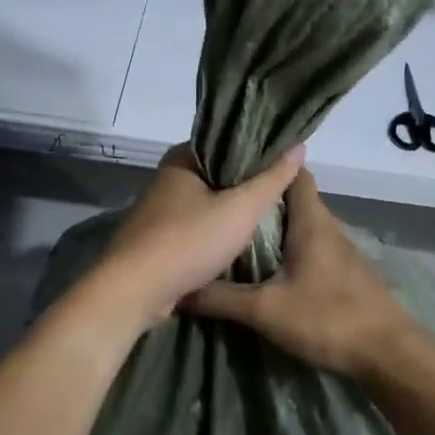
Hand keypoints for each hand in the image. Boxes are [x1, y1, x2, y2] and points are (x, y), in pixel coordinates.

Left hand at [92, 143, 306, 329]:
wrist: (135, 291)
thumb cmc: (189, 241)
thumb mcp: (241, 208)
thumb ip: (271, 179)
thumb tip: (299, 146)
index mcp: (181, 160)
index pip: (225, 143)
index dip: (256, 151)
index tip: (284, 163)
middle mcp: (166, 180)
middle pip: (216, 174)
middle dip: (245, 184)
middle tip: (281, 192)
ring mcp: (158, 212)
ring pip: (205, 204)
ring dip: (230, 212)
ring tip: (266, 217)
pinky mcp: (156, 241)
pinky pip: (194, 230)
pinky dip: (214, 234)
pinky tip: (238, 243)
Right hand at [183, 168, 415, 379]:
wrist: (387, 353)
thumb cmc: (327, 318)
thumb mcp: (265, 310)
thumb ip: (221, 298)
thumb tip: (178, 289)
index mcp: (310, 220)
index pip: (292, 172)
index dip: (267, 163)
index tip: (232, 165)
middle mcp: (326, 226)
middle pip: (292, 197)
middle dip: (260, 197)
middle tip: (221, 200)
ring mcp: (337, 249)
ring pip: (300, 223)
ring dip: (272, 223)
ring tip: (233, 228)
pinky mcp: (341, 271)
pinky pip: (308, 245)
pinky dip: (285, 246)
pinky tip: (264, 263)